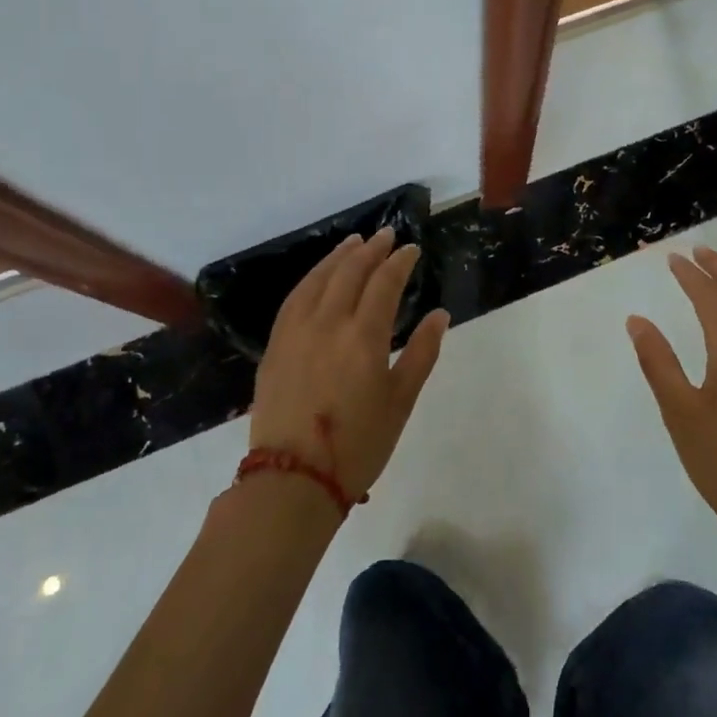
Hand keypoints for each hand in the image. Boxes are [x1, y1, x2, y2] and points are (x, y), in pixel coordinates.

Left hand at [249, 228, 448, 501]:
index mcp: (364, 337)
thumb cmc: (358, 445)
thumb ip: (421, 353)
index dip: (400, 261)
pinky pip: (294, 298)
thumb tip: (440, 315)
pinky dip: (311, 278)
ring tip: (354, 241)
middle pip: (350, 272)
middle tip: (387, 235)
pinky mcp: (276, 345)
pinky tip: (319, 275)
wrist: (293, 481)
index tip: (412, 249)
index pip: (384, 283)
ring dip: (339, 256)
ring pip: (319, 279)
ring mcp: (297, 332)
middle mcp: (328, 324)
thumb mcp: (401, 402)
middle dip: (371, 249)